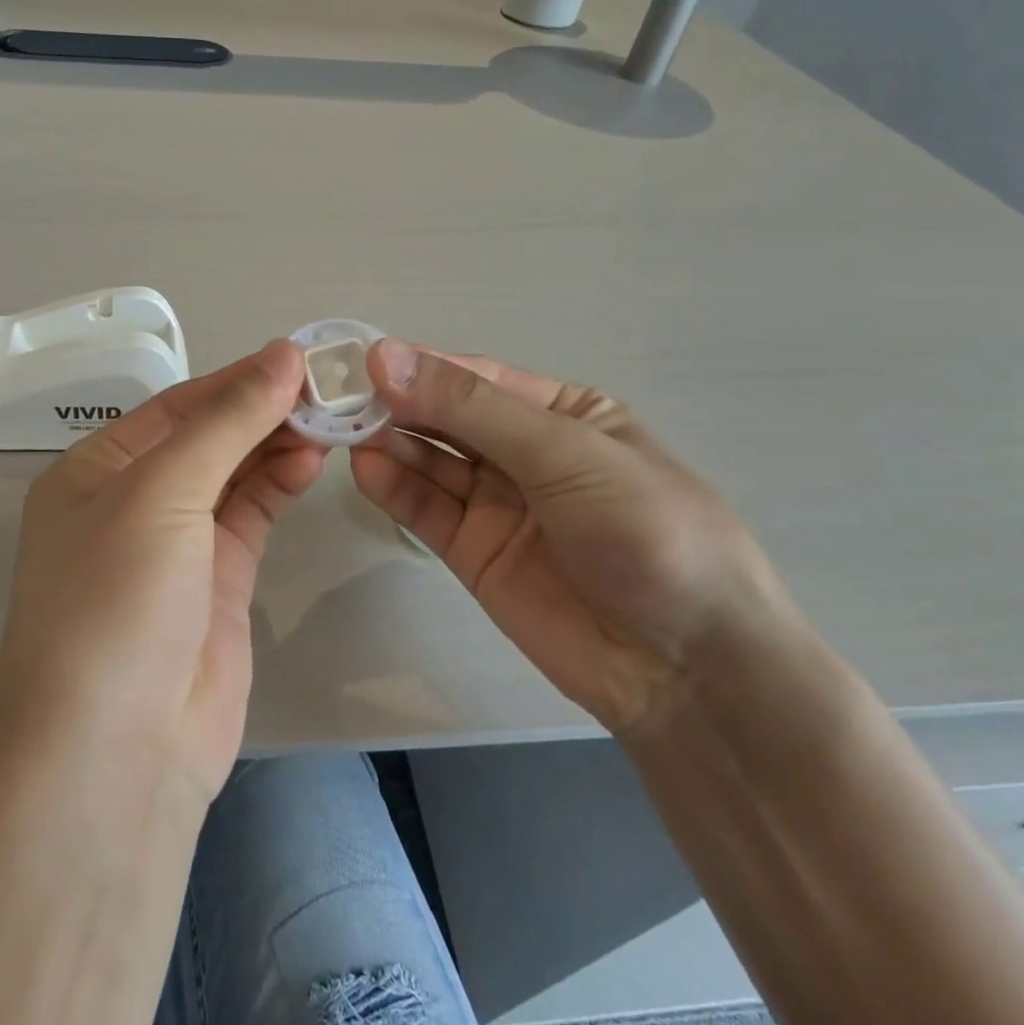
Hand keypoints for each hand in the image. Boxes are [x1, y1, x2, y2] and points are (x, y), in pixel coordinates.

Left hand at [0, 340, 325, 809]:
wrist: (119, 752)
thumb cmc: (116, 601)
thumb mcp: (161, 493)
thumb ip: (226, 422)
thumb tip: (283, 355)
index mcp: (96, 470)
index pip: (176, 406)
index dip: (236, 379)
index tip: (299, 356)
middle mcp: (133, 502)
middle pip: (208, 437)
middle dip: (262, 410)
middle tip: (328, 387)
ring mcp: (178, 545)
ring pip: (235, 475)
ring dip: (277, 444)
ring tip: (330, 419)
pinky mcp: (218, 582)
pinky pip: (252, 516)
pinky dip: (280, 485)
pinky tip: (312, 461)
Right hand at [349, 340, 799, 734]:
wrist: (685, 666)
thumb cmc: (646, 531)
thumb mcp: (565, 453)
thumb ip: (471, 408)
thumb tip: (386, 358)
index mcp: (560, 413)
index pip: (475, 378)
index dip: (420, 367)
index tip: (363, 362)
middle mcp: (522, 451)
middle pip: (444, 418)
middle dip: (395, 405)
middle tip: (338, 398)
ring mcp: (495, 503)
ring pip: (428, 462)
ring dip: (387, 444)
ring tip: (343, 433)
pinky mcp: (472, 552)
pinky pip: (425, 510)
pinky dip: (394, 489)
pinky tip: (365, 471)